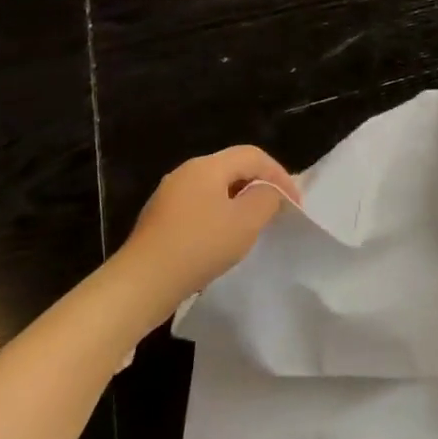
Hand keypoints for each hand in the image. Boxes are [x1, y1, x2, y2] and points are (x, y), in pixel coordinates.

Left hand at [122, 145, 300, 299]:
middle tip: (279, 211)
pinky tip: (224, 240)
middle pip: (233, 168)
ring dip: (241, 202)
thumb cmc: (200, 246)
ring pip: (216, 188)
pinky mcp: (161, 219)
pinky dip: (221, 215)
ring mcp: (169, 196)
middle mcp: (186, 173)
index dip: (280, 175)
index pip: (253, 155)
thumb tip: (269, 191)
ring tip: (256, 226)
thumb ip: (267, 198)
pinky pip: (201, 206)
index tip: (295, 204)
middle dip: (261, 186)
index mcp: (206, 166)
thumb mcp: (246, 221)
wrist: (142, 283)